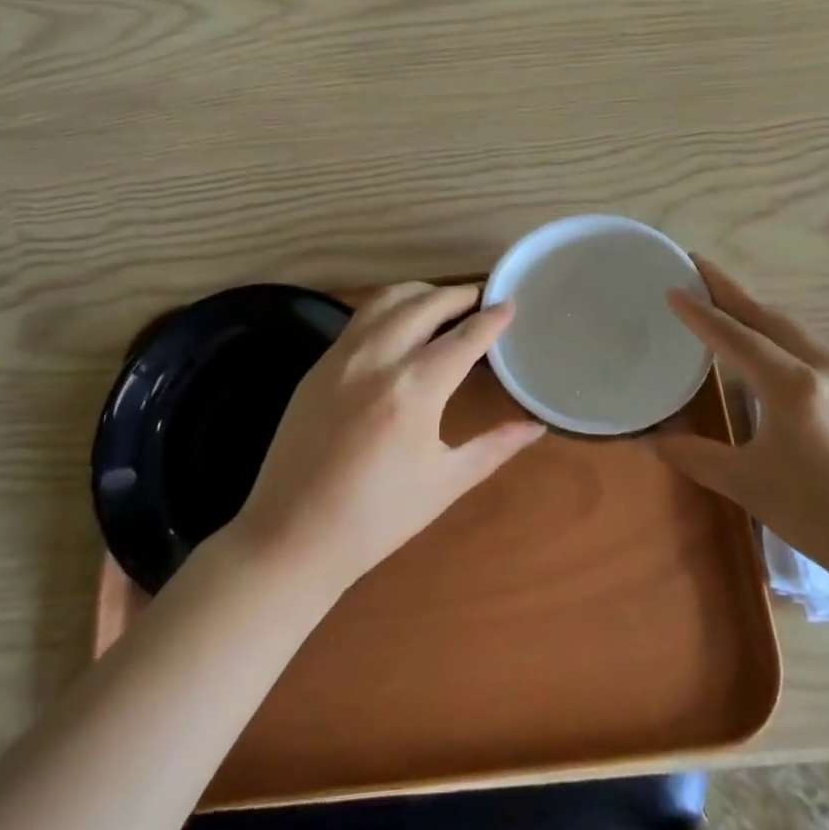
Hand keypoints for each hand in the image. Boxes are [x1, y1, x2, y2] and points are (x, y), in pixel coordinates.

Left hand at [231, 282, 545, 591]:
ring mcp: (341, 357)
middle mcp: (377, 359)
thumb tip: (536, 425)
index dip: (492, 318)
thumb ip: (495, 447)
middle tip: (481, 297)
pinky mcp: (318, 364)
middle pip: (425, 304)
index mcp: (414, 390)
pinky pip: (360, 319)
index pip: (464, 337)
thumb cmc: (377, 518)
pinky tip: (400, 322)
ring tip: (443, 301)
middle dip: (458, 295)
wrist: (292, 536)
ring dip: (420, 292)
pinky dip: (389, 307)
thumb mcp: (445, 483)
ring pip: (387, 300)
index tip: (511, 303)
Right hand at [653, 259, 828, 594]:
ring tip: (729, 302)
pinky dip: (787, 338)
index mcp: (794, 387)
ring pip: (798, 331)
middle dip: (732, 291)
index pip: (735, 337)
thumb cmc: (823, 520)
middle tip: (699, 266)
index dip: (700, 312)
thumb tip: (653, 439)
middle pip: (770, 318)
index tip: (673, 287)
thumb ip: (696, 455)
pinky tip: (775, 350)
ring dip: (760, 314)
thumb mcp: (749, 486)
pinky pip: (819, 351)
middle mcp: (828, 368)